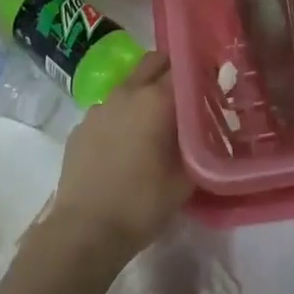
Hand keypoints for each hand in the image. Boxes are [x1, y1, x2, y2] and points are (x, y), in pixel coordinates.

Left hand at [47, 54, 191, 260]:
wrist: (84, 231)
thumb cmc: (142, 204)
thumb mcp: (185, 179)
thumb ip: (199, 146)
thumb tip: (205, 129)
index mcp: (156, 100)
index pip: (185, 67)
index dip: (201, 74)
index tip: (212, 86)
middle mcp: (127, 92)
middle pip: (154, 61)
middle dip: (172, 70)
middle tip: (186, 96)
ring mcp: (100, 107)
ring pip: (129, 84)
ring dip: (145, 93)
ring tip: (155, 124)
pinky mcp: (81, 126)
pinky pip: (109, 110)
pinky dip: (122, 117)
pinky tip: (125, 146)